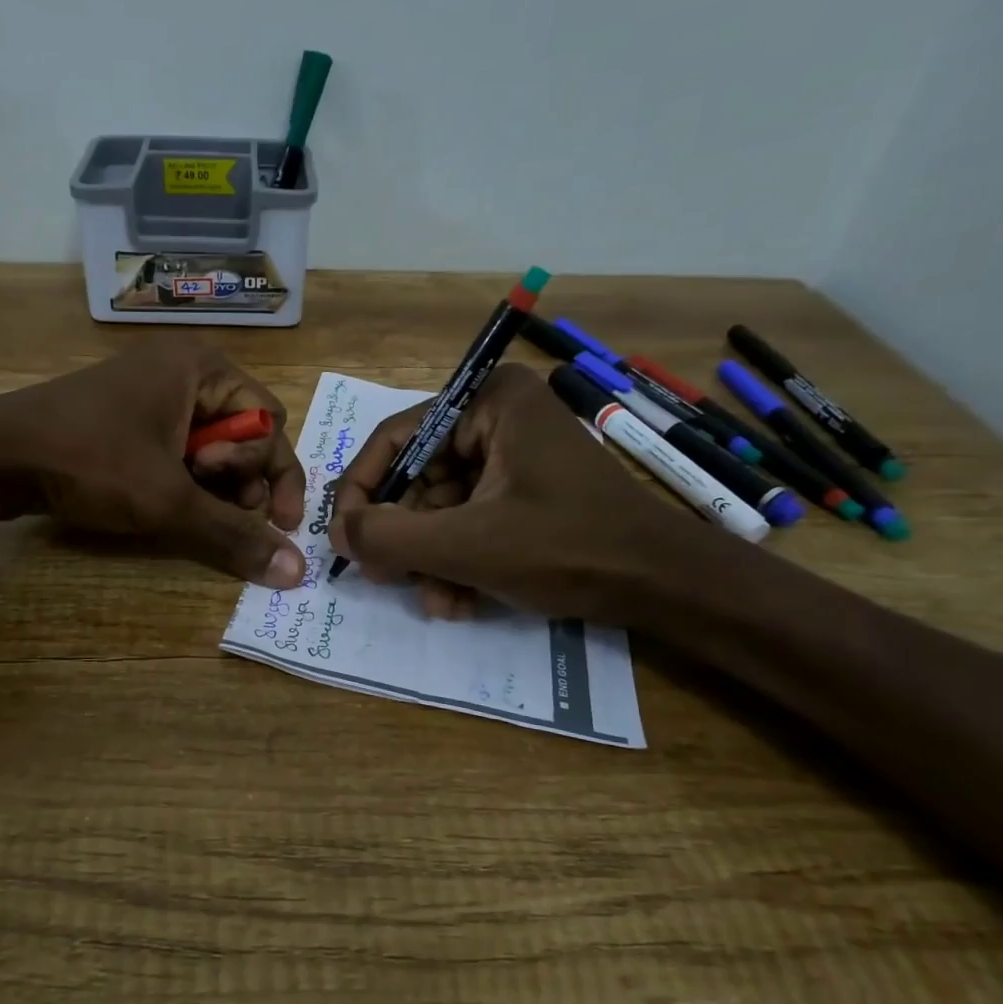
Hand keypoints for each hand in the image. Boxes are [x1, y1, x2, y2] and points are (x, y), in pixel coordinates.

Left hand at [0, 339, 307, 587]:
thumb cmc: (92, 460)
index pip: (270, 421)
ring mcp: (152, 392)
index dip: (276, 474)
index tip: (273, 522)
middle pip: (243, 432)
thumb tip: (296, 573)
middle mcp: (184, 370)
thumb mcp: (169, 501)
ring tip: (186, 508)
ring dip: (212, 486)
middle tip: (218, 509)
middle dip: (240, 479)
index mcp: (204, 368)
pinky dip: (183, 480)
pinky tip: (165, 503)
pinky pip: (177, 449)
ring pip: (210, 445)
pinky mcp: (128, 417)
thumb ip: (235, 535)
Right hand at [331, 362, 686, 620]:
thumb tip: (336, 533)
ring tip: (436, 601)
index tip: (344, 541)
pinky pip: (468, 519)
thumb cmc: (568, 548)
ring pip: (440, 507)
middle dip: (404, 537)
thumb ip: (390, 537)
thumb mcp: (468, 545)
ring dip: (429, 559)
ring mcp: (512, 455)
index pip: (395, 439)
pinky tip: (459, 601)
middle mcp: (497, 417)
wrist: (666, 586)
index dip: (361, 492)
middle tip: (387, 579)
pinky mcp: (523, 490)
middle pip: (417, 477)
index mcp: (488, 402)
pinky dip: (457, 560)